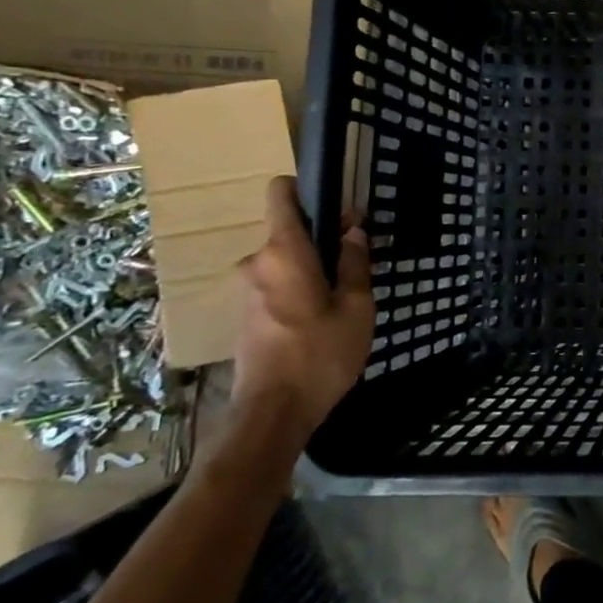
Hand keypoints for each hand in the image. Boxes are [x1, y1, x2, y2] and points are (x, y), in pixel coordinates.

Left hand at [230, 176, 374, 452]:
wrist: (272, 413)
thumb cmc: (321, 353)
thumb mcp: (356, 306)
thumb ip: (354, 262)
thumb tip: (352, 230)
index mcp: (283, 252)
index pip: (280, 194)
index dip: (306, 189)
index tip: (337, 207)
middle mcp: (257, 263)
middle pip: (289, 232)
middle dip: (322, 238)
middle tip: (357, 262)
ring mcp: (246, 291)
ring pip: (285, 262)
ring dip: (312, 269)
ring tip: (344, 297)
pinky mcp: (245, 316)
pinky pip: (277, 285)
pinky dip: (299, 290)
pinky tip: (322, 319)